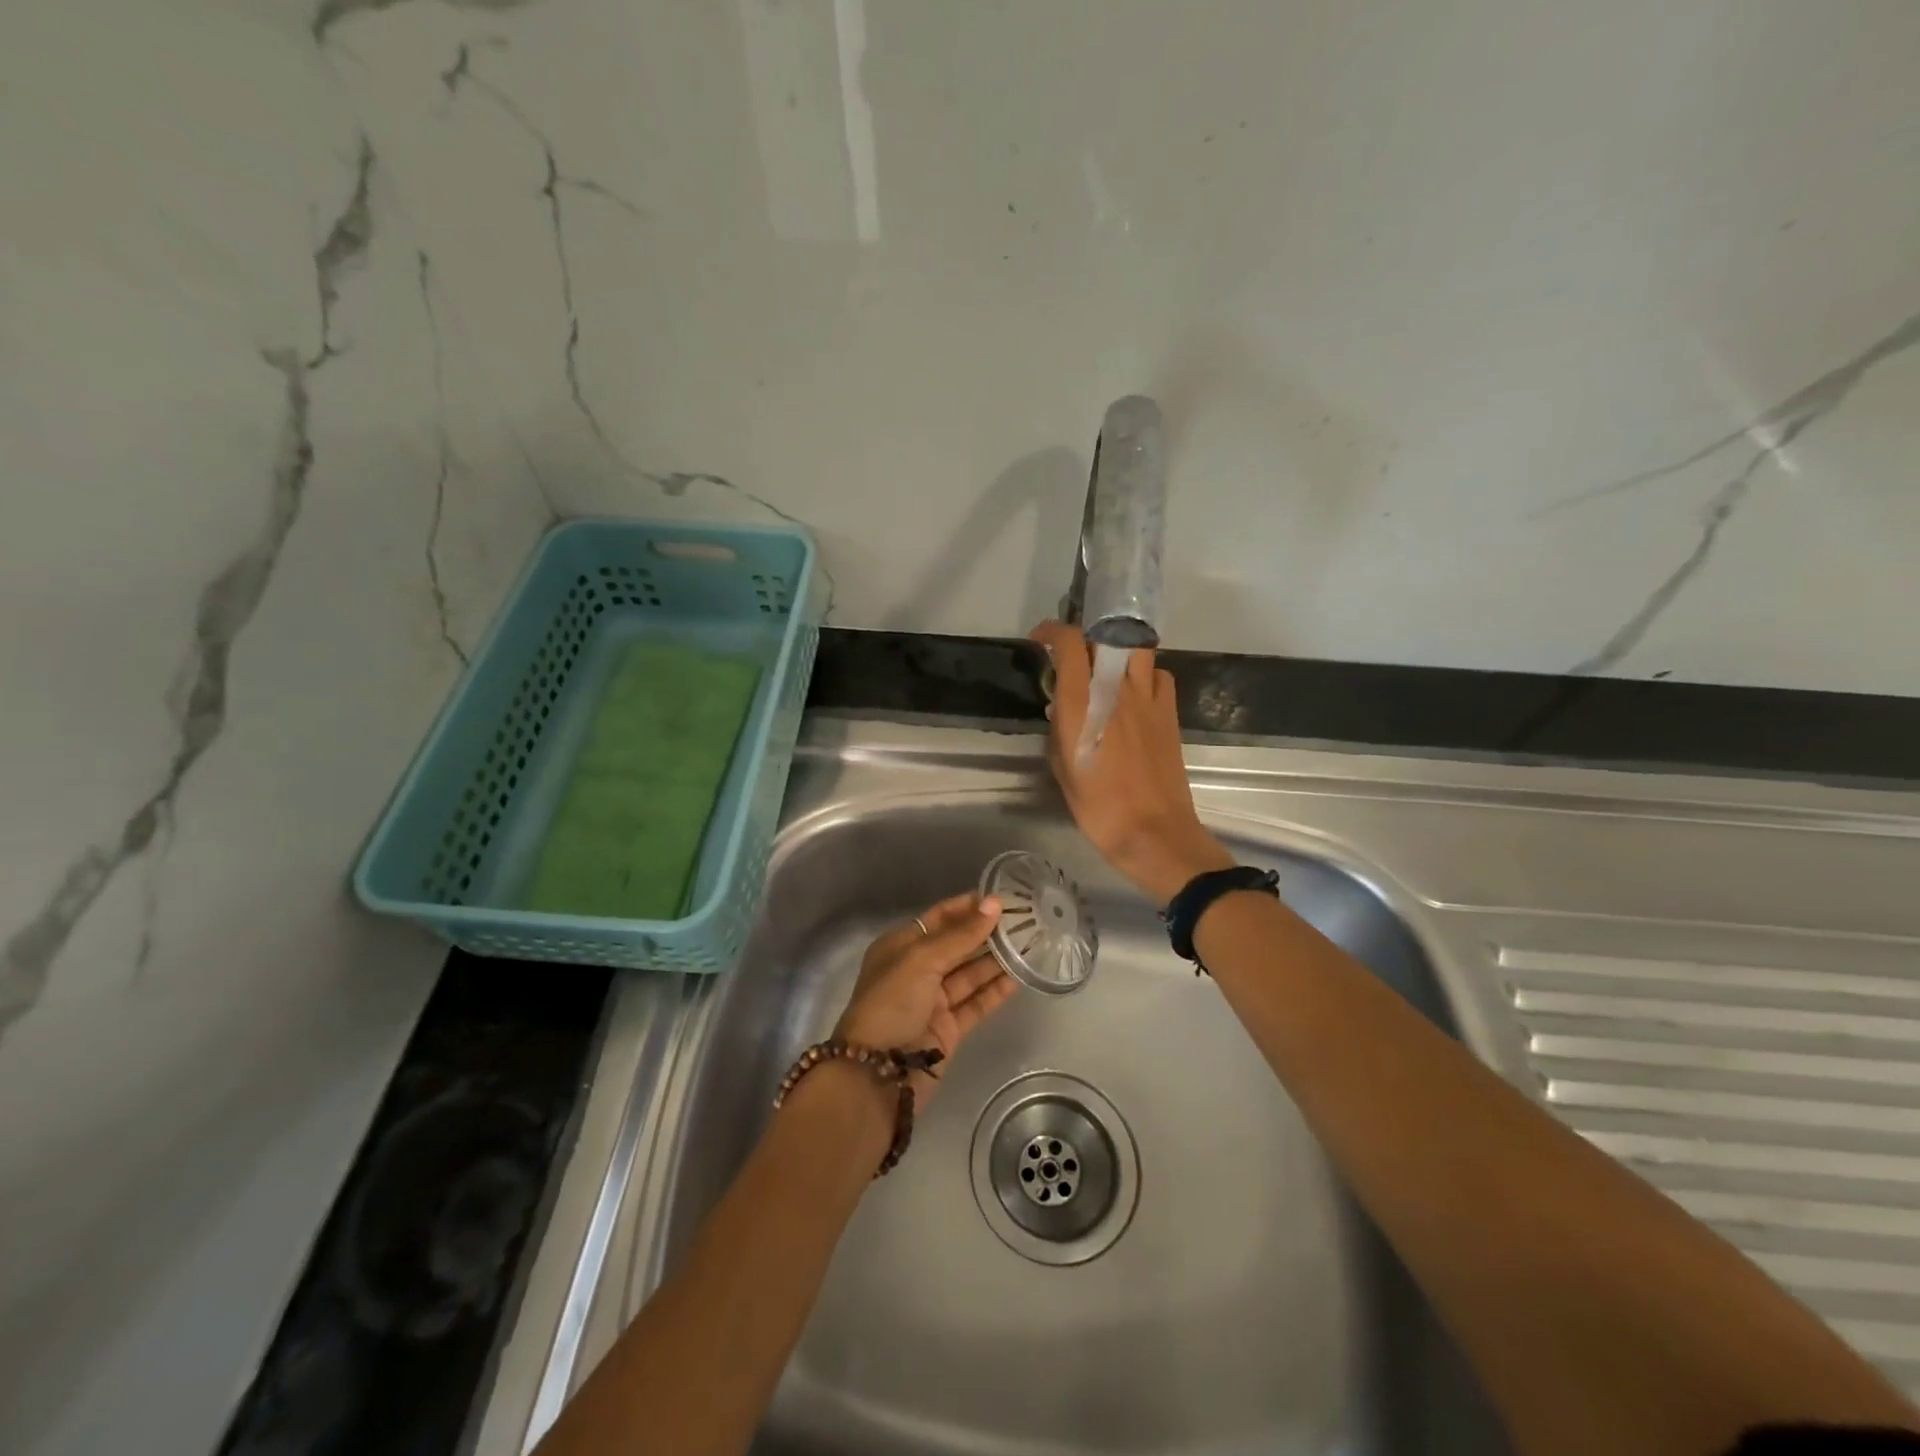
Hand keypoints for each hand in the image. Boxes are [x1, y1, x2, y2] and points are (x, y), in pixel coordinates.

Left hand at [835, 892, 1016, 1109]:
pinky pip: (976, 1003)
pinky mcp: (949, 1028)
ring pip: (970, 974)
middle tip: (1026, 921)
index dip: (968, 907)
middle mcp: (917, 970)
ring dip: (997, 960)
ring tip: (1031, 944)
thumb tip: (995, 903)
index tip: (1002, 899)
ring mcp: (933, 1001)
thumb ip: (961, 935)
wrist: (877, 1073)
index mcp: (901, 946)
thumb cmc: (891, 1003)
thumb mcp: (922, 960)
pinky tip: (1020, 977)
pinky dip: (996, 991)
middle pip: (957, 945)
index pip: (939, 918)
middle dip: (987, 933)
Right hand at [1030, 620, 1234, 903]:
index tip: (1041, 641)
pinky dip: (1145, 676)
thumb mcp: (1062, 769)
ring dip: (1119, 651)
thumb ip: (1059, 731)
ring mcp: (1148, 698)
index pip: (1069, 642)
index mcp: (1081, 703)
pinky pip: (1159, 675)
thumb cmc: (1098, 807)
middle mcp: (1115, 690)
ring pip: (1137, 649)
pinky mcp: (1169, 713)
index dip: (1052, 632)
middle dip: (1088, 637)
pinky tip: (1136, 696)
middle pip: (1106, 636)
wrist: (1152, 831)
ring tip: (1108, 672)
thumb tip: (1061, 710)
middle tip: (1076, 656)